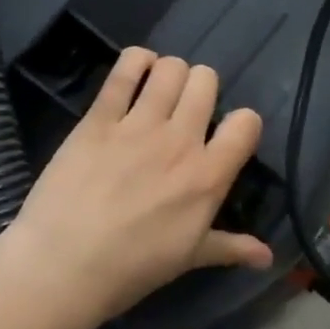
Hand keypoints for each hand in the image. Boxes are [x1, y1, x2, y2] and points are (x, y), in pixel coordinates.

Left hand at [0, 48, 272, 326]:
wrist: (61, 267)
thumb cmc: (132, 268)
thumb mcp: (190, 258)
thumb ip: (232, 247)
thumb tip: (268, 258)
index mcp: (208, 175)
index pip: (247, 122)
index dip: (242, 123)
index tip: (227, 135)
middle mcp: (180, 140)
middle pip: (206, 80)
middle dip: (202, 87)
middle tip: (186, 109)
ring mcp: (138, 125)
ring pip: (170, 68)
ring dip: (170, 73)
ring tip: (159, 90)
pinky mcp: (99, 118)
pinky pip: (124, 70)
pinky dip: (135, 61)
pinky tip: (136, 70)